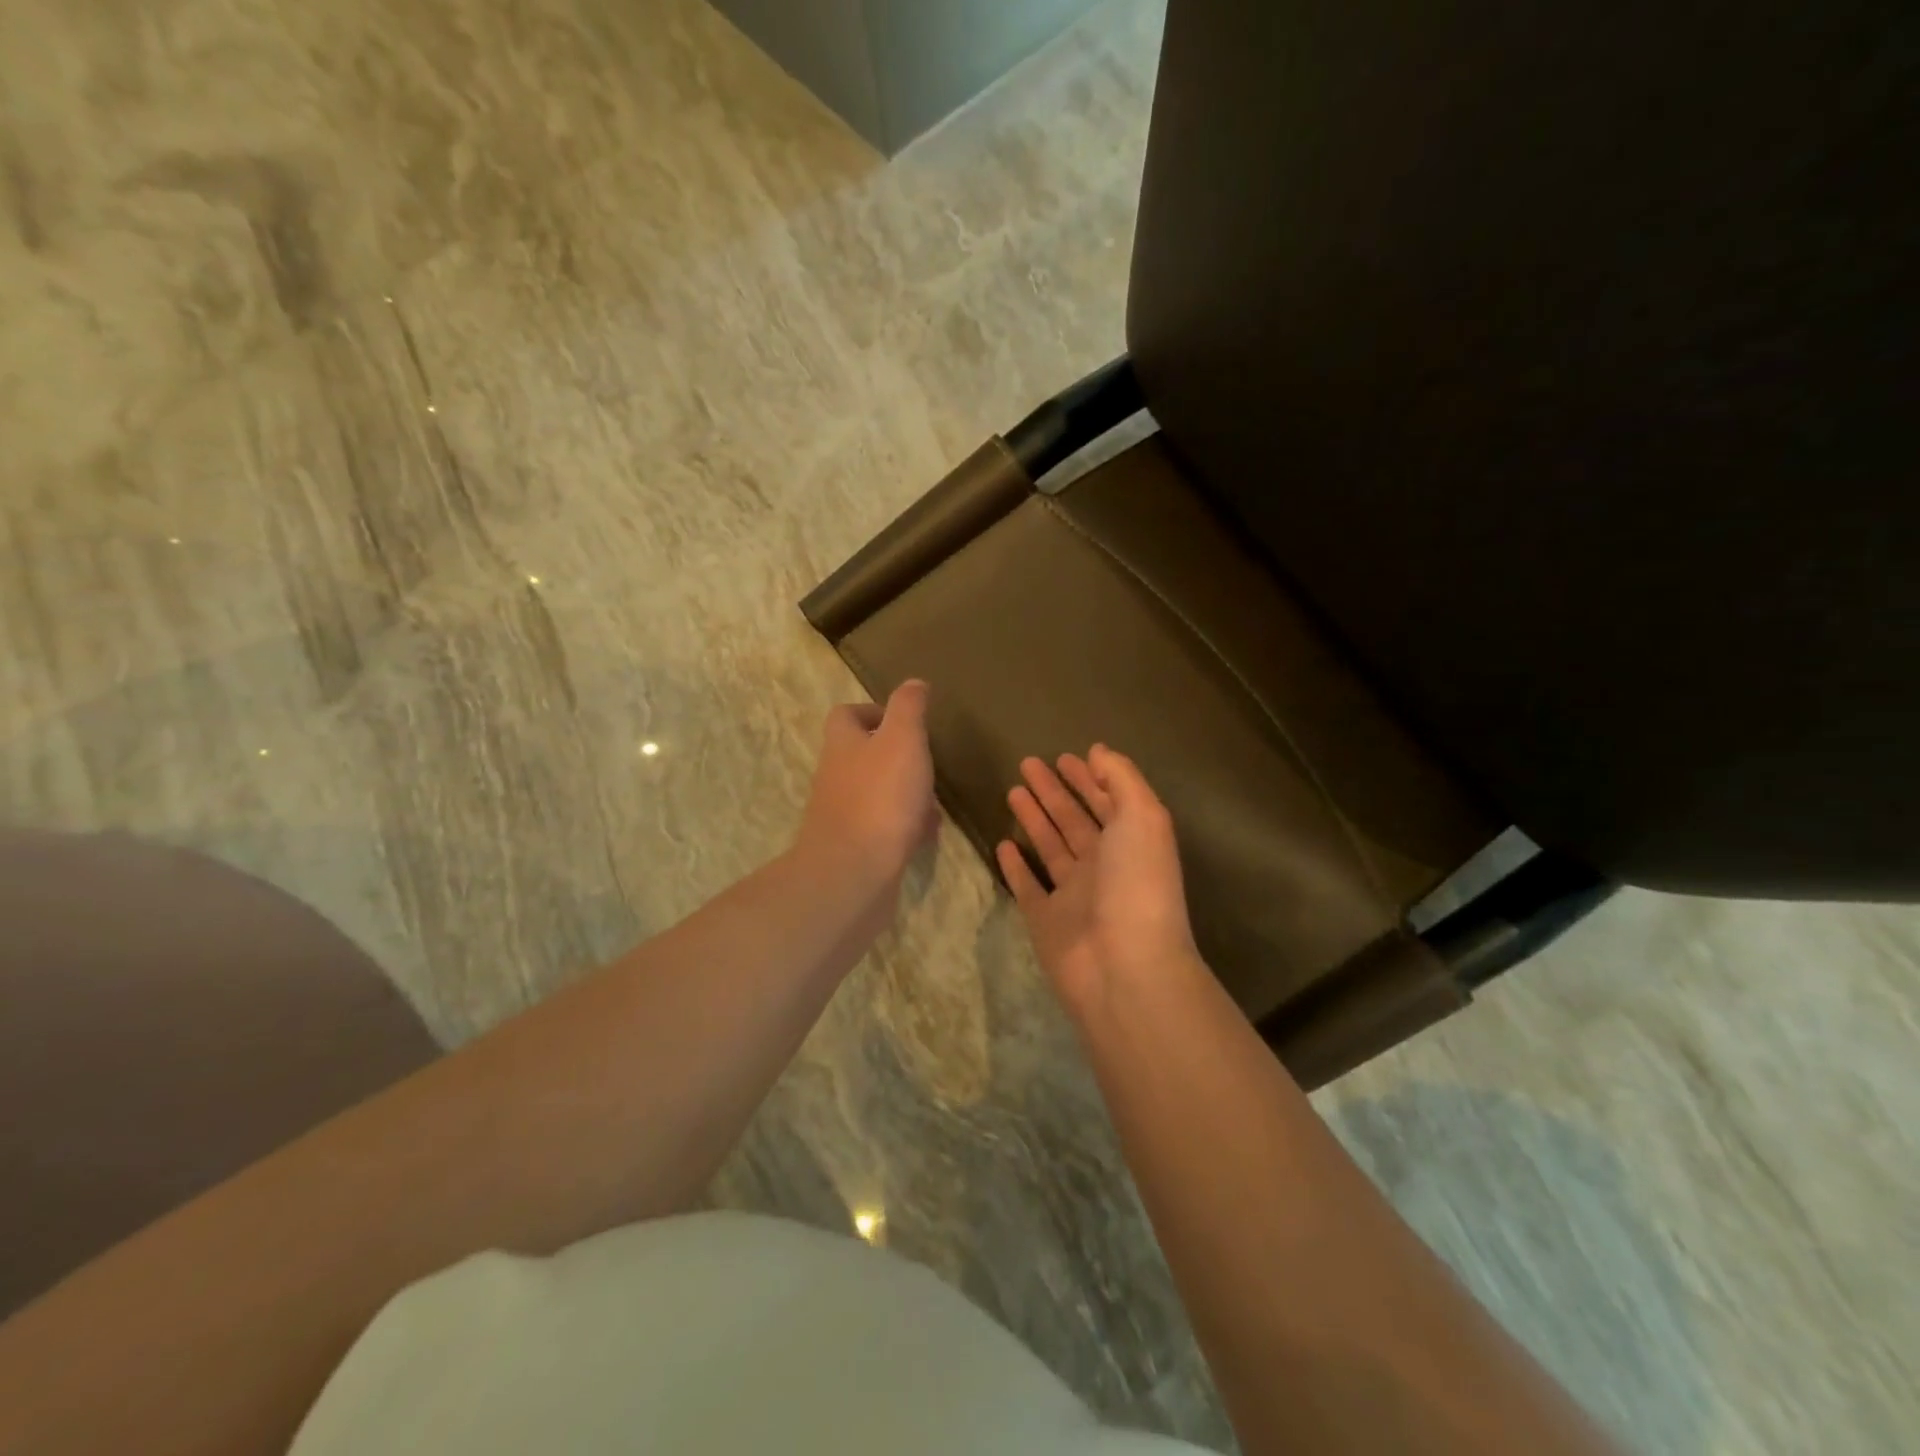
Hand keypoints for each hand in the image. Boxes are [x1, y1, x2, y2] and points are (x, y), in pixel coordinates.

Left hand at [794, 680, 938, 896]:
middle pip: (861, 756)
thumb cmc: (880, 798)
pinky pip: (883, 828)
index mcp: (843, 745)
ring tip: (934, 799)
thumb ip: (908, 708)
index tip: (905, 720)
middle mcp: (836, 777)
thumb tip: (913, 683)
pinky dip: (905, 826)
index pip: (846, 716)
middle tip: (927, 761)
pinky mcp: (855, 848)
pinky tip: (927, 834)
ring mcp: (843, 815)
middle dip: (894, 756)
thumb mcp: (902, 740)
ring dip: (904, 793)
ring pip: (875, 793)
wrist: (854, 873)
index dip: (873, 712)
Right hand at [996, 745, 1202, 1014]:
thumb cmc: (1136, 884)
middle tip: (1027, 764)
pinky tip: (1003, 844)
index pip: (1106, 801)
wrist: (1123, 967)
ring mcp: (1073, 895)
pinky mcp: (1045, 921)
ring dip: (1033, 819)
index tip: (1064, 756)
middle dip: (1053, 791)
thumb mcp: (1142, 818)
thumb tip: (1098, 752)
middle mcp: (1103, 866)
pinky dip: (1016, 867)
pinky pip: (1028, 887)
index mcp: (1131, 843)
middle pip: (1074, 820)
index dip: (1087, 778)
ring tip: (1012, 791)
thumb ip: (1122, 779)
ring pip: (1050, 848)